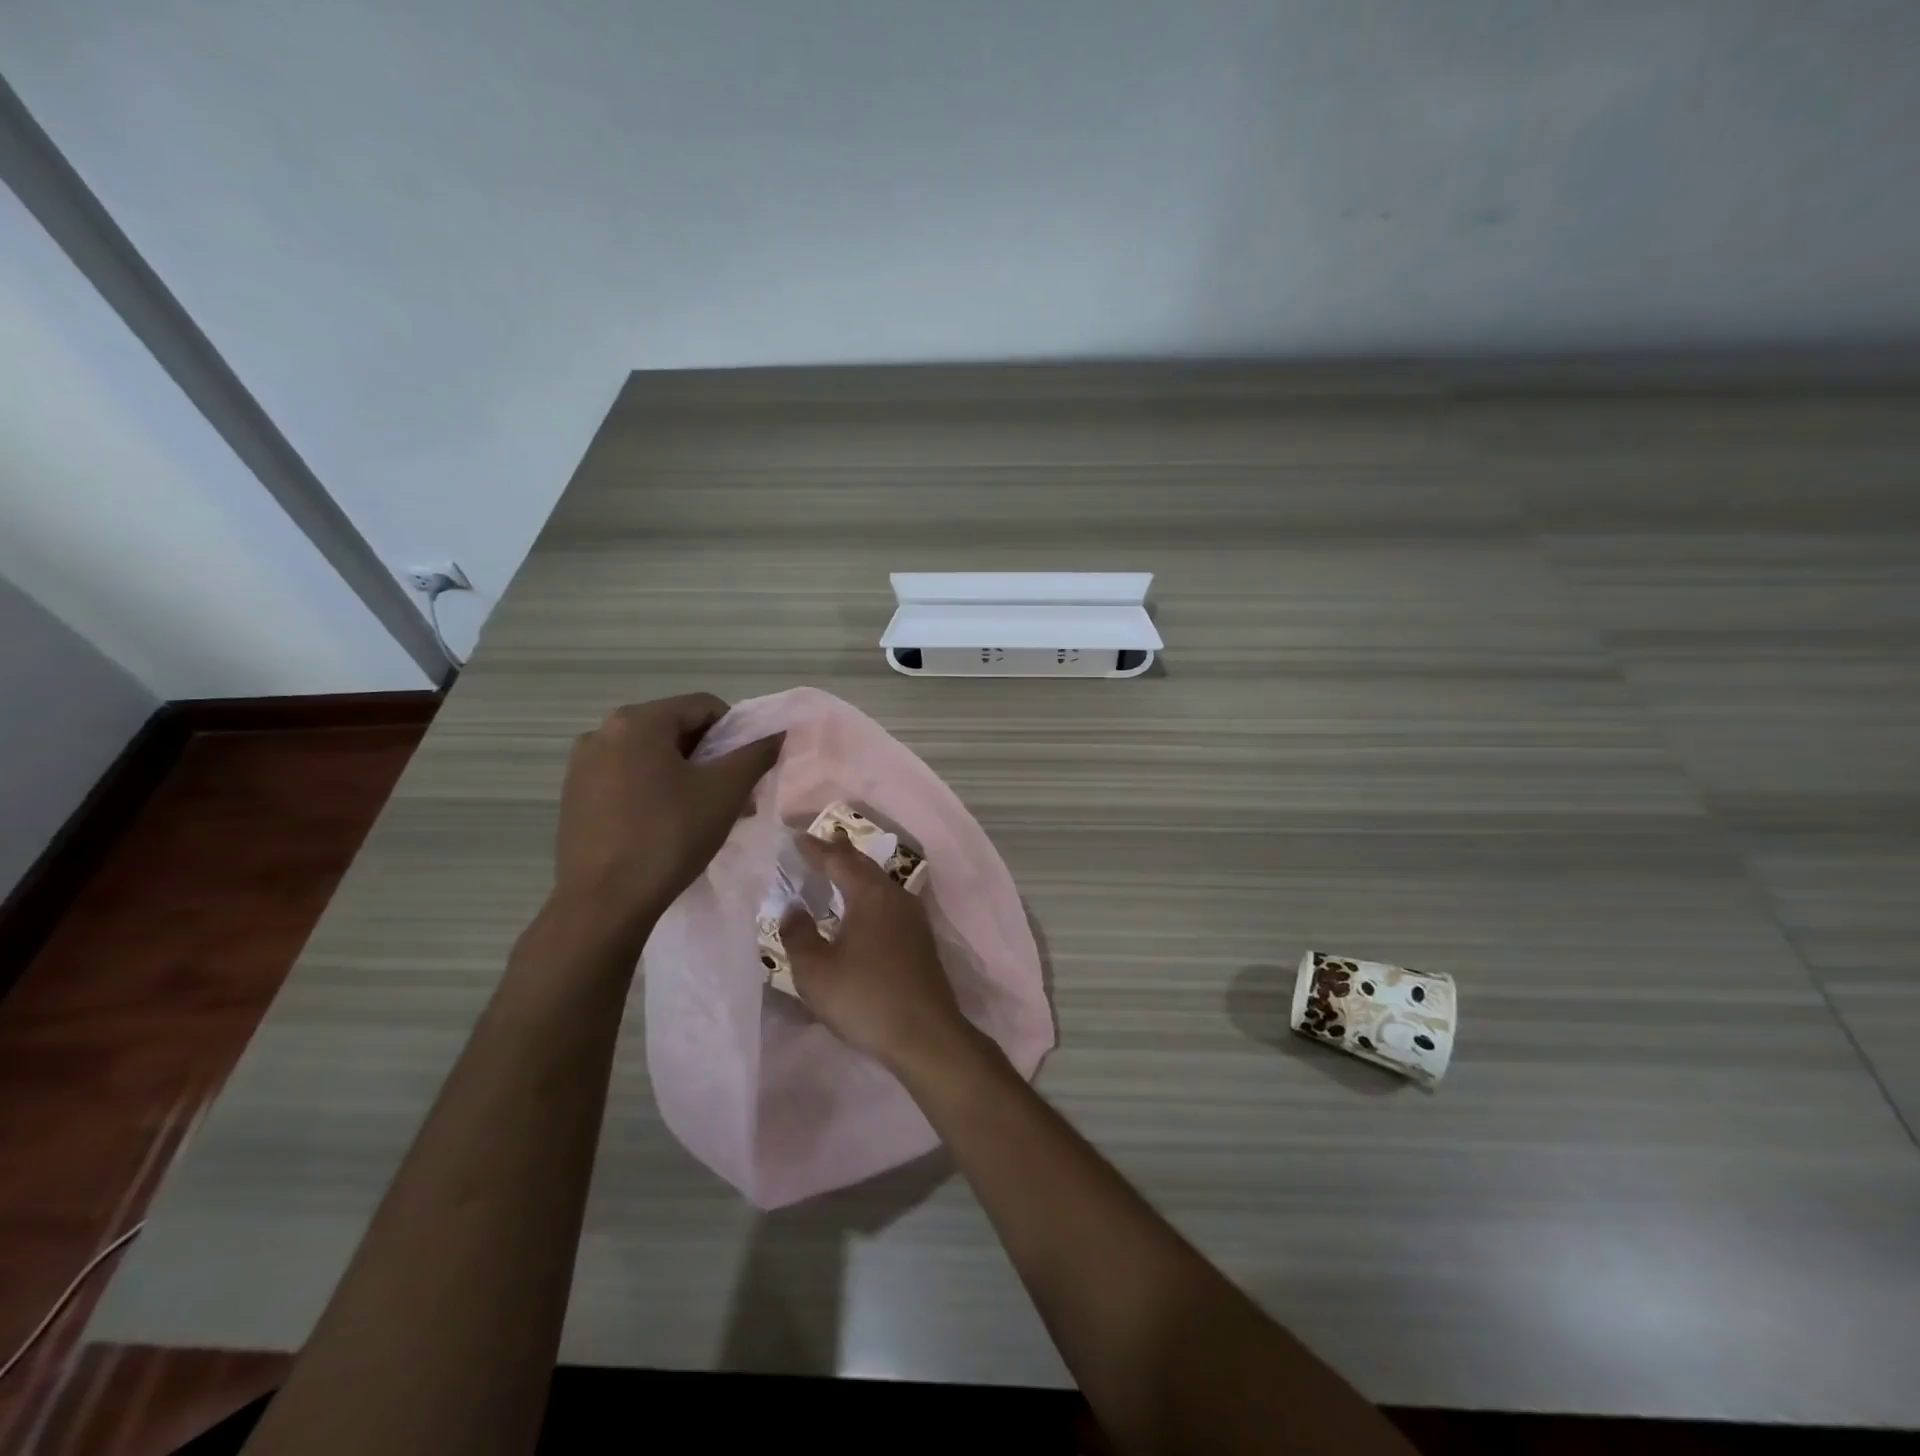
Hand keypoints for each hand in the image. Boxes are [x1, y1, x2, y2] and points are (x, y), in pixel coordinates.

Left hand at [551, 694, 782, 947]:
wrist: (604, 903)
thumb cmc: (669, 836)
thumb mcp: (725, 792)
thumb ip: (756, 754)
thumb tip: (777, 732)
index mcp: (638, 720)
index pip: (704, 707)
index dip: (735, 734)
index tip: (745, 772)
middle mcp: (603, 731)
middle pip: (675, 730)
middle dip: (709, 758)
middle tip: (730, 796)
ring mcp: (582, 764)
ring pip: (650, 755)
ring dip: (683, 775)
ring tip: (700, 814)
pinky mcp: (574, 795)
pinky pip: (626, 777)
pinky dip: (653, 789)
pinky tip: (664, 825)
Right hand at [780, 833, 973, 1074]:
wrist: (925, 1034)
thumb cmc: (865, 998)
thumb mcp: (816, 971)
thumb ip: (799, 934)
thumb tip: (793, 908)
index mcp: (870, 894)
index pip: (838, 860)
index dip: (816, 849)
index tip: (796, 838)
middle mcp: (895, 896)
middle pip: (864, 866)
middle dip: (840, 853)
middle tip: (821, 842)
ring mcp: (913, 917)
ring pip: (880, 883)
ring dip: (858, 873)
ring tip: (840, 869)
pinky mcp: (921, 939)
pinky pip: (889, 902)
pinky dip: (870, 895)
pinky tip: (864, 909)